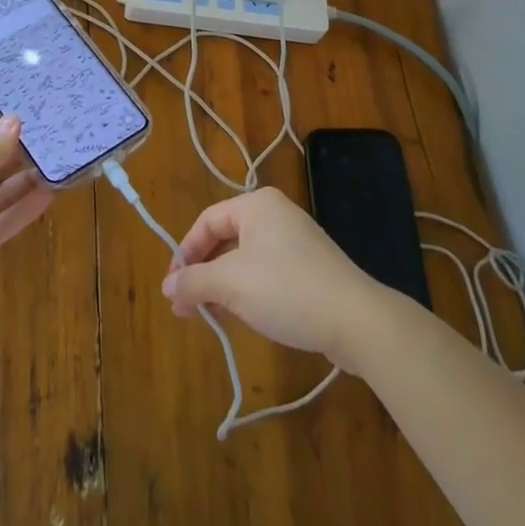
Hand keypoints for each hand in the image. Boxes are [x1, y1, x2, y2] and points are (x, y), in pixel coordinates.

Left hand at [0, 107, 53, 314]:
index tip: (34, 105)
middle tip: (57, 133)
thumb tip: (16, 122)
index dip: (0, 118)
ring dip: (27, 178)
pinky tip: (51, 193)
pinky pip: (4, 222)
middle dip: (19, 149)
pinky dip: (26, 209)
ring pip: (1, 192)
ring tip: (60, 161)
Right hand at [161, 186, 385, 367]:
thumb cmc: (286, 289)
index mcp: (257, 205)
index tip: (172, 286)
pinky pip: (267, 272)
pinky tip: (242, 315)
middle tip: (186, 304)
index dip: (185, 253)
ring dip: (223, 285)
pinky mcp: (311, 269)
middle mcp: (276, 215)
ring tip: (209, 315)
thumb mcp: (230, 284)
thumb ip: (194, 282)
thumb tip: (167, 286)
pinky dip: (248, 290)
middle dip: (203, 272)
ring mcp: (297, 241)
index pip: (207, 221)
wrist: (357, 320)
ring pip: (245, 258)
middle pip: (225, 239)